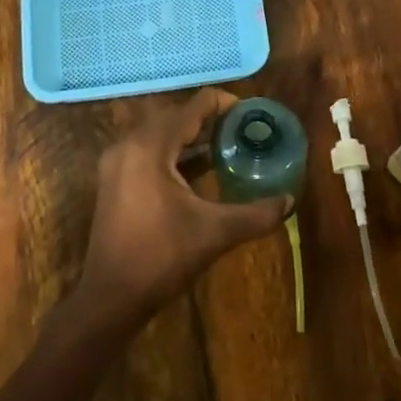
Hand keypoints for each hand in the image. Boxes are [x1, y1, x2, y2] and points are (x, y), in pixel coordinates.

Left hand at [75, 89, 291, 328]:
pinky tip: (198, 168)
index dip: (223, 103)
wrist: (111, 297)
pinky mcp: (113, 180)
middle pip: (174, 116)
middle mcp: (128, 145)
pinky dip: (173, 152)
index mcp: (150, 147)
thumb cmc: (161, 257)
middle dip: (208, 119)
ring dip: (190, 135)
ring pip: (159, 134)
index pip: (192, 107)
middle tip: (241, 129)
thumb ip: (255, 214)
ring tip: (225, 143)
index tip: (249, 113)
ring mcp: (116, 163)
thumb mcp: (215, 232)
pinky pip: (147, 151)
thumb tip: (290, 201)